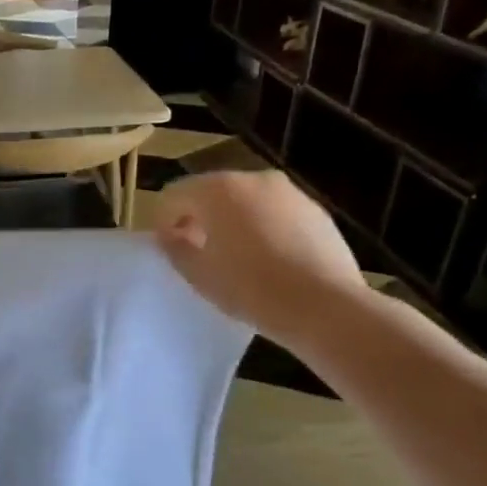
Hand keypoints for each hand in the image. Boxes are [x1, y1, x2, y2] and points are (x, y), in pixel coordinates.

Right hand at [154, 169, 368, 345]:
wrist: (324, 306)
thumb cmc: (250, 288)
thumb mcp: (198, 274)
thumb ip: (174, 248)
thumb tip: (169, 236)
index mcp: (217, 190)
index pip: (173, 195)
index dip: (162, 221)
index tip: (166, 249)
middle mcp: (253, 179)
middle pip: (211, 192)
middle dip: (198, 217)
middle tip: (196, 251)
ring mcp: (289, 192)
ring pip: (245, 200)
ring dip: (230, 221)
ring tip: (234, 257)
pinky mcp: (315, 210)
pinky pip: (274, 212)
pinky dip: (262, 226)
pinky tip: (267, 260)